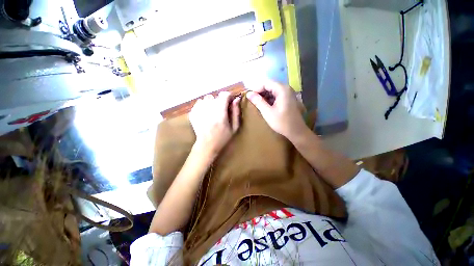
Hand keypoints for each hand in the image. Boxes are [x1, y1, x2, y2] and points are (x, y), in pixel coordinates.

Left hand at [189, 92, 240, 156]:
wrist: (207, 145)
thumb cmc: (223, 137)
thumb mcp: (234, 127)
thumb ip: (236, 112)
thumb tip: (236, 99)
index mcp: (220, 112)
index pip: (225, 95)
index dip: (229, 97)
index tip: (230, 103)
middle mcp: (208, 108)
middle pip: (216, 97)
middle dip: (221, 102)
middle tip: (222, 111)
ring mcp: (199, 109)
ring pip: (207, 99)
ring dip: (212, 103)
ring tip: (213, 113)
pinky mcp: (193, 112)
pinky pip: (200, 103)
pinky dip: (204, 106)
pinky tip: (206, 114)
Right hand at [247, 80, 306, 139]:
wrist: (296, 131)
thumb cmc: (282, 122)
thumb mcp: (267, 112)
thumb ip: (258, 102)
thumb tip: (249, 94)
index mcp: (282, 89)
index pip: (266, 83)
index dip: (256, 88)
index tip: (250, 96)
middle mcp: (286, 88)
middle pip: (270, 85)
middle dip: (260, 91)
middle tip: (253, 100)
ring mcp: (288, 93)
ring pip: (273, 90)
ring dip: (264, 95)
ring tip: (258, 103)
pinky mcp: (288, 98)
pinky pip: (276, 94)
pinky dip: (270, 98)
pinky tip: (265, 105)